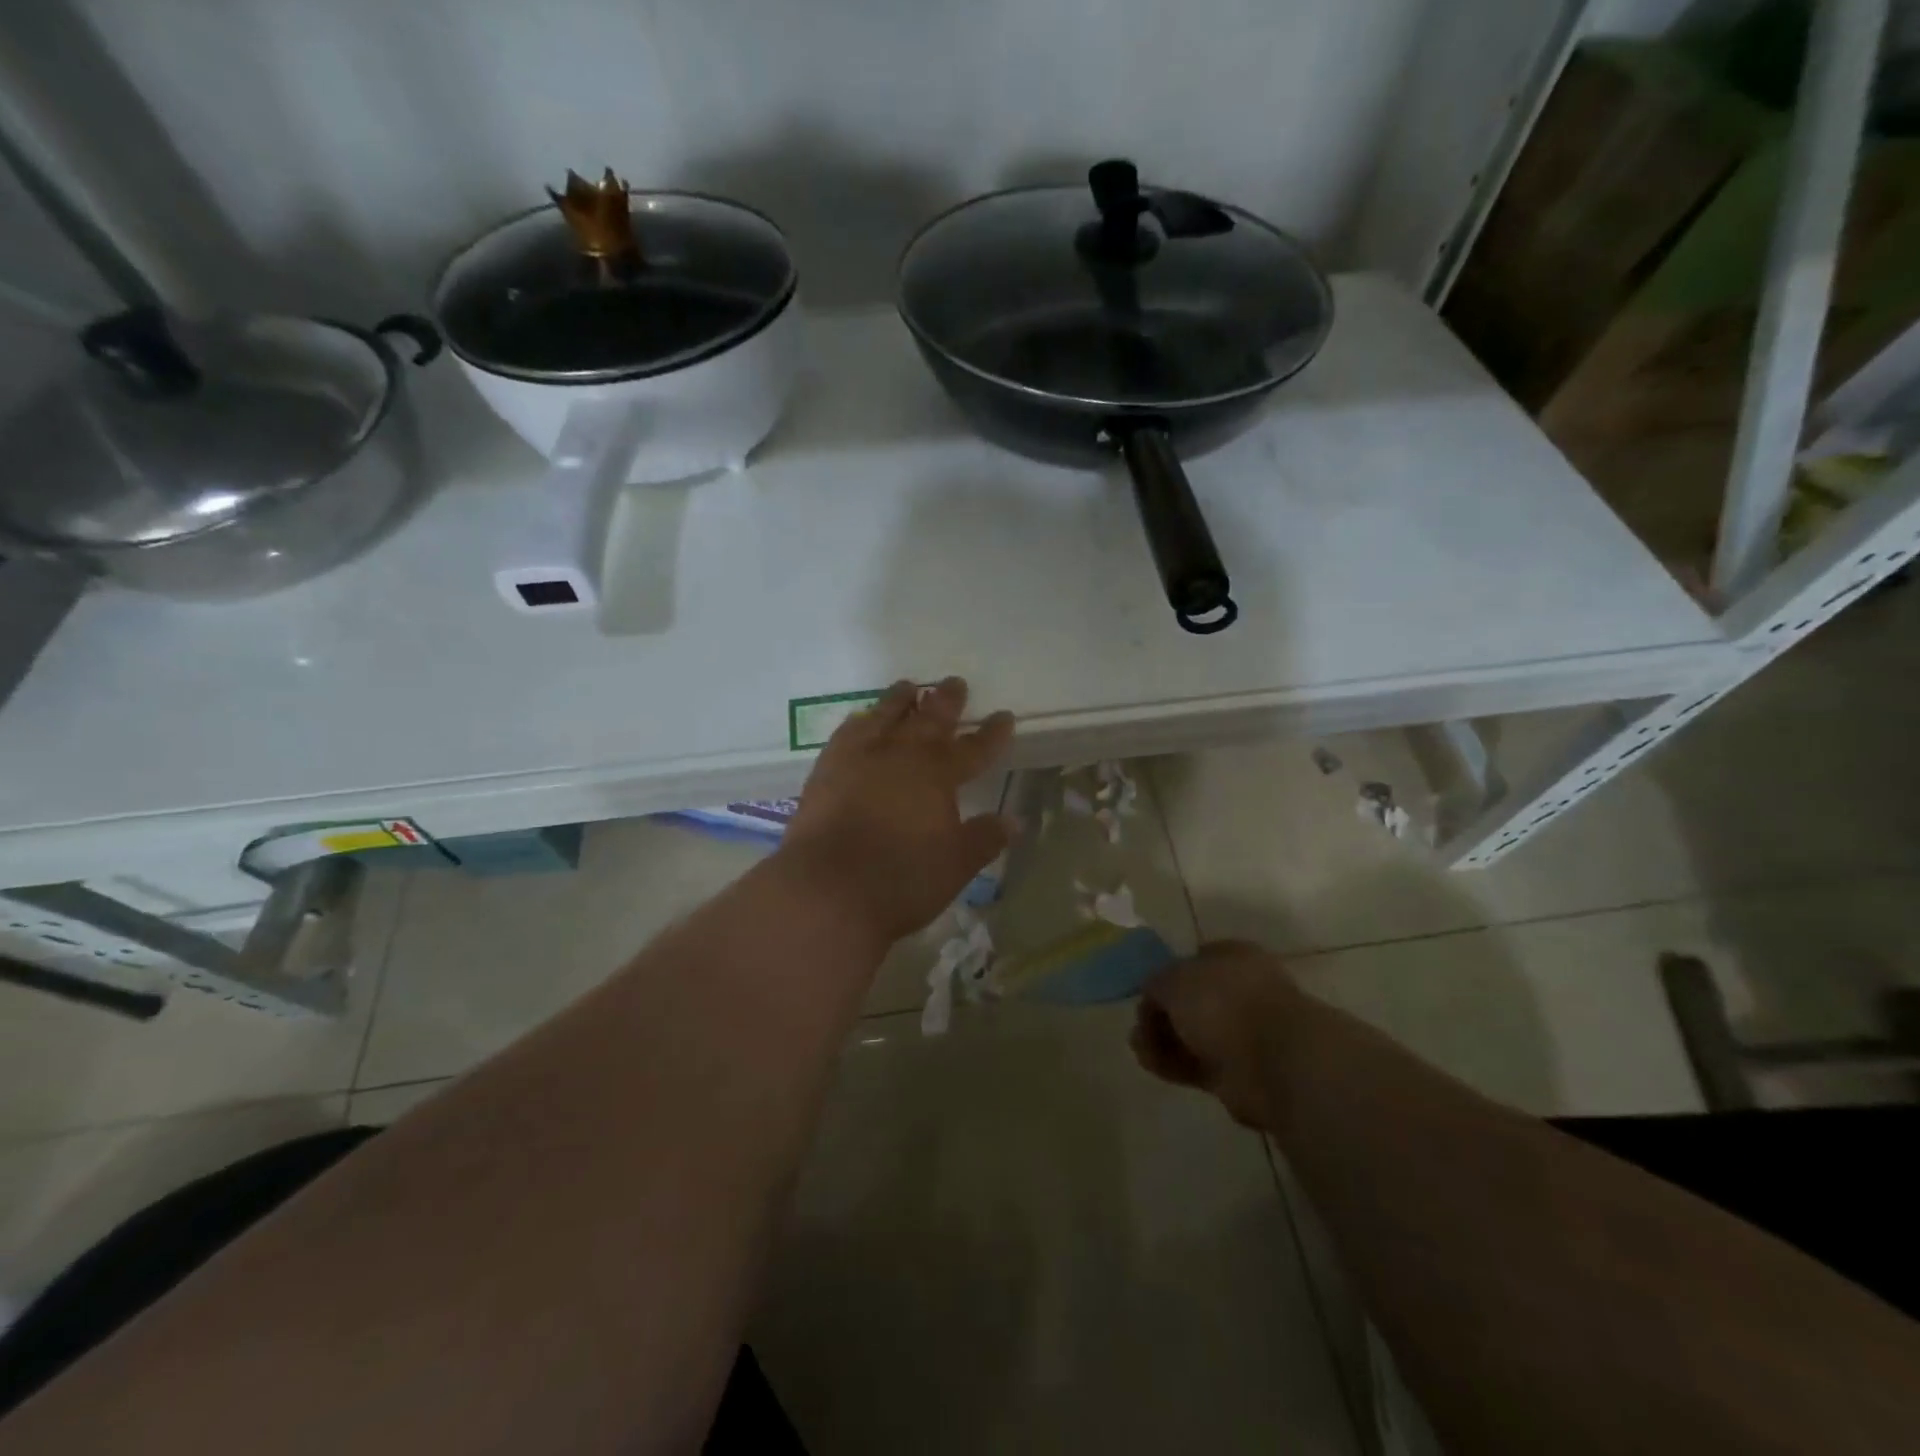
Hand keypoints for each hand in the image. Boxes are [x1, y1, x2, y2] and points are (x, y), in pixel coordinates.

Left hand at [781, 677, 1016, 942]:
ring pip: (885, 716)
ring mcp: (860, 758)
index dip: (991, 734)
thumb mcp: (956, 865)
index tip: (1003, 716)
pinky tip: (861, 719)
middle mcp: (901, 756)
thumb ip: (984, 838)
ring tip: (908, 686)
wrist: (827, 890)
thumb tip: (1014, 820)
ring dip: (900, 700)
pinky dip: (860, 721)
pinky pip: (847, 733)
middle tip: (955, 682)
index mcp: (938, 775)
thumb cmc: (902, 880)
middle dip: (946, 701)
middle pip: (929, 720)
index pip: (973, 748)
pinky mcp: (826, 770)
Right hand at [1131, 941, 1303, 1130]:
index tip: (1146, 992)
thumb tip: (1153, 995)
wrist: (1273, 1061)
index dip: (1166, 975)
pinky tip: (1151, 1062)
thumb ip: (1155, 983)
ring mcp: (1241, 1034)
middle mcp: (1240, 993)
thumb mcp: (1173, 978)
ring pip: (1191, 1034)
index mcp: (1233, 958)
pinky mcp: (1237, 1072)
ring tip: (1140, 1046)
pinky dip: (1172, 1063)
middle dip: (1161, 1013)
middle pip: (1190, 1001)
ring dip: (1162, 1040)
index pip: (1194, 960)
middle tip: (1140, 1025)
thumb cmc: (1223, 1002)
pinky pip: (1196, 1063)